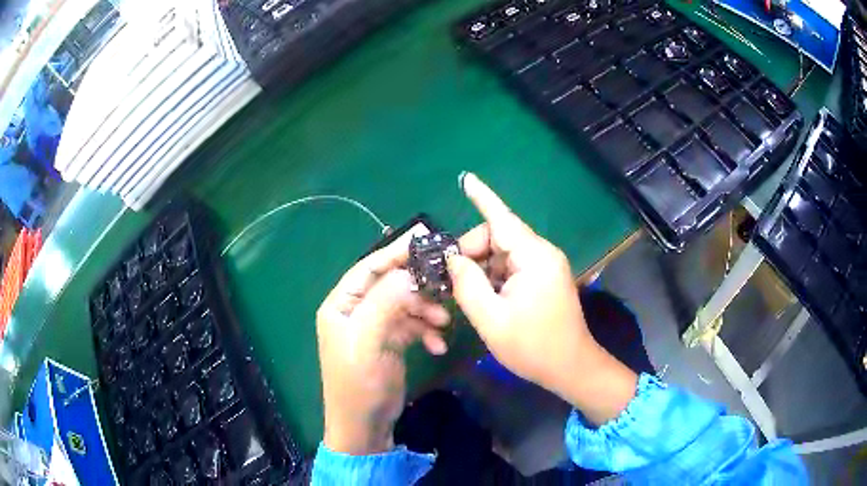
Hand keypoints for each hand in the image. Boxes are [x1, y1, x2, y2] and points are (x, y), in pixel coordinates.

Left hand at [317, 241, 449, 454]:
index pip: (368, 268)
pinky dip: (426, 331)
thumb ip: (385, 303)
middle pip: (390, 285)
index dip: (395, 252)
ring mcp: (373, 327)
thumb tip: (409, 273)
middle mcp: (355, 311)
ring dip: (426, 311)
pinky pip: (411, 326)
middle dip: (418, 287)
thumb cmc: (359, 383)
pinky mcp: (389, 342)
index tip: (425, 240)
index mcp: (341, 305)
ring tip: (444, 323)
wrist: (364, 425)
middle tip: (445, 286)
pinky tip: (438, 344)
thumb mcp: (368, 341)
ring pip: (404, 305)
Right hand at [447, 173, 636, 424]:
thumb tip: (453, 259)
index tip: (466, 179)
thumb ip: (467, 285)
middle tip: (452, 279)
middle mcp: (542, 254)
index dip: (482, 197)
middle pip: (499, 237)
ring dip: (482, 268)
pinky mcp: (544, 279)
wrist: (570, 368)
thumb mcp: (491, 319)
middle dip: (473, 252)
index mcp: (534, 257)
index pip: (502, 219)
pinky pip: (512, 267)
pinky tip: (485, 297)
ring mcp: (545, 266)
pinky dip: (494, 276)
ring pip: (503, 253)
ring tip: (467, 294)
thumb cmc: (532, 346)